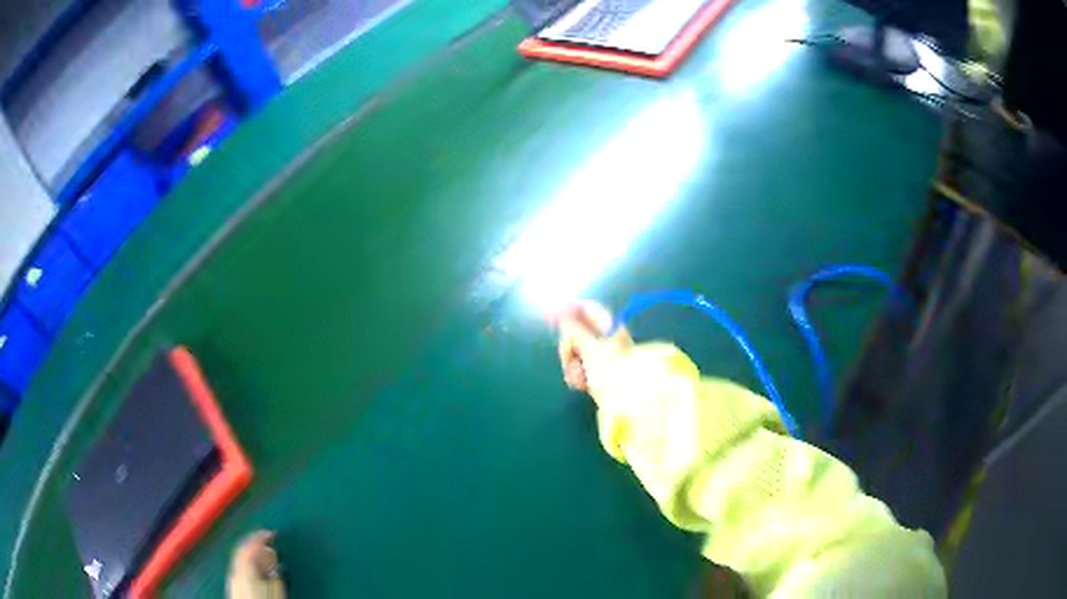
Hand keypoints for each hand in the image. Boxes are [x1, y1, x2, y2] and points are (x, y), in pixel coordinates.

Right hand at [555, 301, 632, 396]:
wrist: (628, 402)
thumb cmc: (612, 371)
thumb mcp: (589, 348)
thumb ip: (572, 329)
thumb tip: (557, 311)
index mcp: (609, 326)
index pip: (585, 309)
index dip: (566, 310)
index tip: (547, 316)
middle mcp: (606, 338)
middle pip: (577, 332)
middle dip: (568, 346)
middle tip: (567, 359)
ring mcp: (602, 356)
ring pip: (576, 352)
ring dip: (571, 364)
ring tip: (578, 378)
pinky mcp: (598, 372)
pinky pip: (580, 367)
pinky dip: (577, 375)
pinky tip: (580, 385)